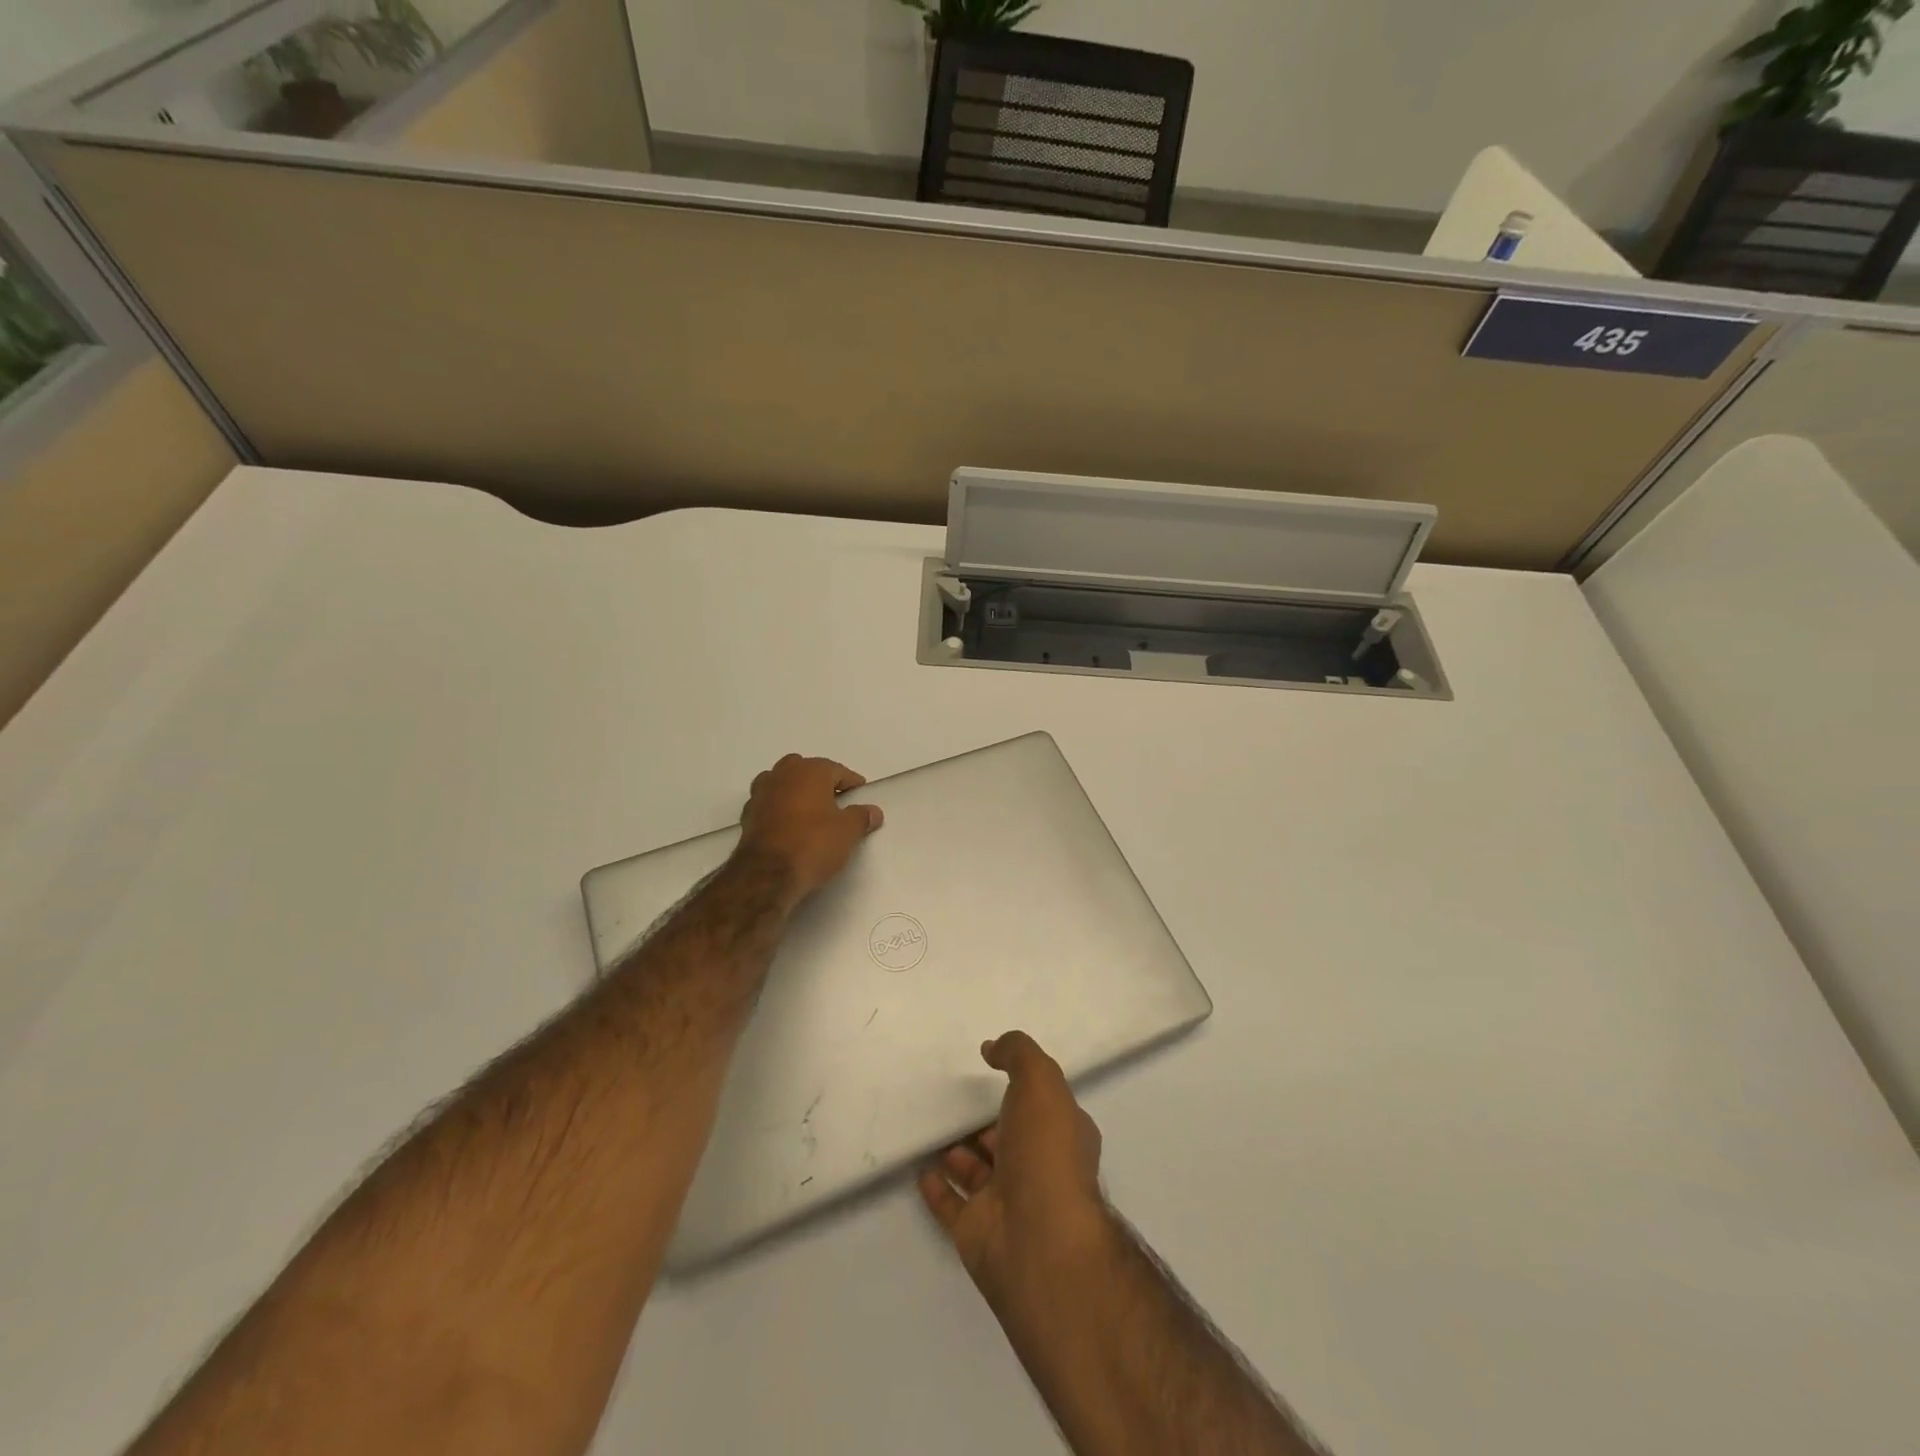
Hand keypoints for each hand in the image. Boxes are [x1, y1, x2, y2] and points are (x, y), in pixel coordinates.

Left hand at [737, 754, 882, 902]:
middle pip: (805, 770)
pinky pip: (769, 804)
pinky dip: (780, 809)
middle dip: (820, 781)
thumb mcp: (848, 832)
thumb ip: (861, 817)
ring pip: (782, 783)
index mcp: (810, 771)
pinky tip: (789, 827)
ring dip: (795, 792)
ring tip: (810, 813)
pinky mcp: (747, 815)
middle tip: (834, 801)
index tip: (860, 795)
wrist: (766, 875)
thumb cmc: (813, 844)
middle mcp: (783, 774)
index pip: (837, 770)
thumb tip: (873, 811)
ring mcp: (761, 793)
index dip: (851, 783)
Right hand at [919, 1031, 1110, 1316]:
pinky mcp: (977, 1231)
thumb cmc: (1046, 1152)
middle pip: (1006, 1137)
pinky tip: (919, 1166)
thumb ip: (1018, 1054)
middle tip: (953, 1098)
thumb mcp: (1040, 1082)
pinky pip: (951, 1203)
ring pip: (978, 1170)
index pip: (1042, 1107)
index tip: (991, 1069)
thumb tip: (992, 1048)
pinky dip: (936, 1187)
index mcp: (1062, 1135)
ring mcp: (1007, 1202)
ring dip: (957, 1151)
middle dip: (984, 1120)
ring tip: (930, 1125)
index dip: (1022, 1088)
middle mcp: (1038, 1168)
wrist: (1038, 1240)